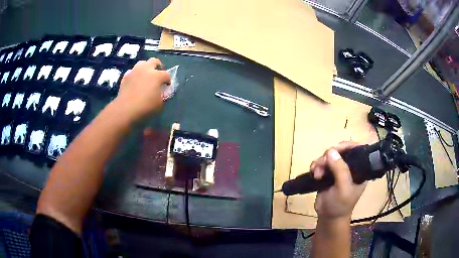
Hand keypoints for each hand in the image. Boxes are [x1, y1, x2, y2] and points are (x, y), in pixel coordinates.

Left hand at [113, 58, 169, 122]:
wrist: (126, 109)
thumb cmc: (145, 106)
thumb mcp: (159, 104)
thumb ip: (162, 95)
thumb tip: (161, 92)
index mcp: (157, 75)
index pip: (166, 74)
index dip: (168, 80)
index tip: (167, 85)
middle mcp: (146, 69)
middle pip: (154, 61)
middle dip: (158, 66)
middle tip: (158, 73)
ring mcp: (135, 71)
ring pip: (142, 63)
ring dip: (146, 67)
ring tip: (146, 75)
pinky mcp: (126, 76)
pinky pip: (132, 71)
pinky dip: (135, 74)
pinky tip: (135, 81)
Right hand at [310, 141, 365, 219]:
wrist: (328, 217)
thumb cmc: (340, 205)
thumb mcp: (343, 188)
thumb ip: (340, 170)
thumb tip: (331, 151)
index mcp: (359, 169)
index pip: (357, 149)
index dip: (347, 145)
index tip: (335, 149)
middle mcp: (350, 167)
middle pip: (340, 150)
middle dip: (329, 156)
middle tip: (322, 166)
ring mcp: (338, 169)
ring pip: (329, 156)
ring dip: (320, 162)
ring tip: (316, 174)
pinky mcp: (328, 173)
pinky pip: (321, 162)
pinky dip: (316, 166)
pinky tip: (314, 173)